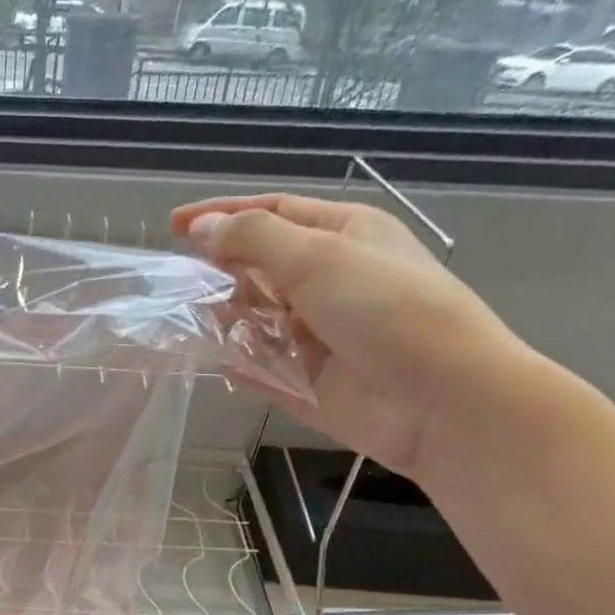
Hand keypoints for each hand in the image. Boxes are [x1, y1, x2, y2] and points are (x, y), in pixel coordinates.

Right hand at [172, 192, 547, 484]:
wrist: (441, 400)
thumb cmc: (387, 311)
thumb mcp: (319, 258)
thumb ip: (254, 239)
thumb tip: (201, 227)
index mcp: (343, 236)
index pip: (273, 213)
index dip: (223, 215)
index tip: (174, 228)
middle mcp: (329, 282)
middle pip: (261, 269)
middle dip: (223, 272)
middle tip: (183, 285)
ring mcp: (317, 336)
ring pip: (256, 321)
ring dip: (226, 321)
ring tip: (195, 324)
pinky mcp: (307, 385)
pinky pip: (260, 371)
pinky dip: (239, 367)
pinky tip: (217, 366)